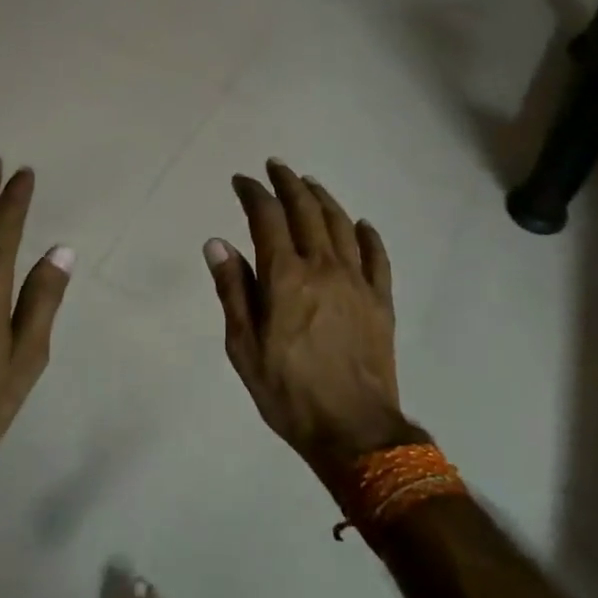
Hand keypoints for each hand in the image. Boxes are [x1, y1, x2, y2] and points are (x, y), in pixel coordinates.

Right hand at [204, 161, 421, 488]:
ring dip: (324, 199)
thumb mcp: (243, 346)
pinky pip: (377, 256)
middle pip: (306, 211)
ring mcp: (357, 281)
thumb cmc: (288, 391)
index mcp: (285, 276)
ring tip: (310, 184)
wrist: (354, 430)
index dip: (253, 193)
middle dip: (289, 183)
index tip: (242, 180)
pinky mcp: (381, 300)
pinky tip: (362, 224)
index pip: (267, 218)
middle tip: (276, 166)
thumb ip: (232, 290)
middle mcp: (323, 267)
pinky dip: (368, 235)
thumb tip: (217, 243)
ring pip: (341, 225)